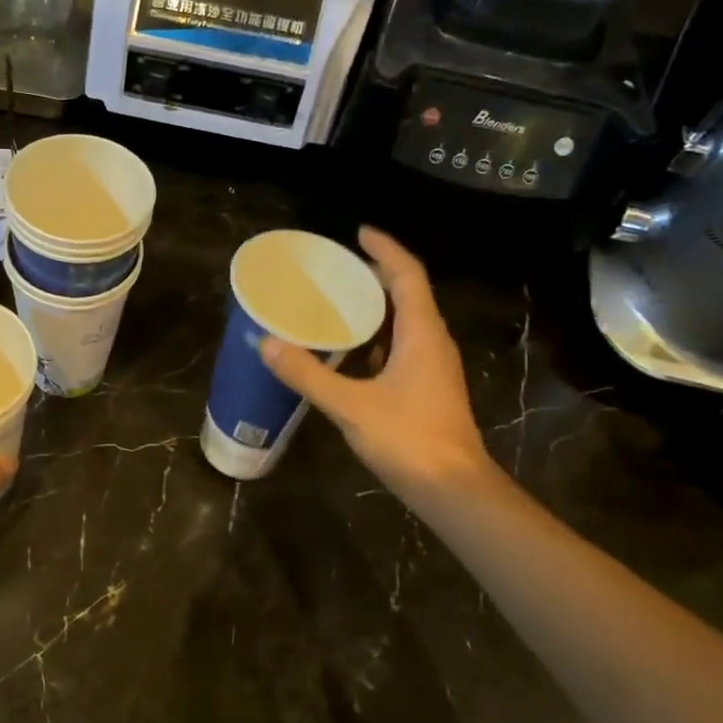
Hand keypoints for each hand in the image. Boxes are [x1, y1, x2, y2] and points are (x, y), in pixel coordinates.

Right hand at [261, 227, 494, 505]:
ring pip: (405, 324)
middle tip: (336, 270)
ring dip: (375, 309)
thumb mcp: (351, 405)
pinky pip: (401, 349)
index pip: (407, 275)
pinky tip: (348, 354)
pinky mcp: (427, 389)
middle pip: (407, 295)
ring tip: (336, 304)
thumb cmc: (409, 439)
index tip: (358, 232)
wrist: (454, 489)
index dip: (385, 249)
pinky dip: (375, 340)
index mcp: (422, 334)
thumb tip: (267, 343)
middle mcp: (433, 343)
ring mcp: (433, 368)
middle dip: (375, 276)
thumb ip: (309, 374)